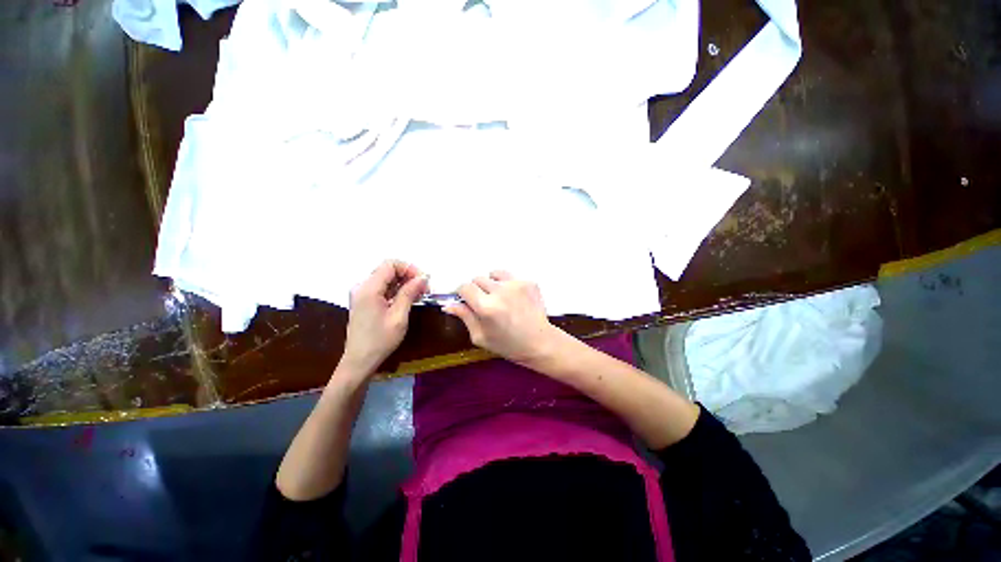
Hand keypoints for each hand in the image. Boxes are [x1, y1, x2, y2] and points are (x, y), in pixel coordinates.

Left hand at [341, 260, 427, 375]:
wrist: (359, 360)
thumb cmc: (380, 340)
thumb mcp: (399, 316)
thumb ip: (409, 293)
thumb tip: (423, 277)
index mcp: (368, 288)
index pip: (390, 264)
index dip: (409, 268)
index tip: (423, 280)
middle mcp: (362, 286)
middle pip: (388, 270)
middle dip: (408, 275)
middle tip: (424, 289)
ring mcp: (362, 293)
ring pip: (386, 278)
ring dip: (404, 283)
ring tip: (419, 294)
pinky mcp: (364, 300)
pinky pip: (382, 288)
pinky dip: (396, 290)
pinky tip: (408, 299)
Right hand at [443, 271, 563, 365]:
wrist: (540, 342)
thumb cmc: (508, 345)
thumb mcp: (481, 337)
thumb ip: (465, 317)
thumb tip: (449, 304)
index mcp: (486, 307)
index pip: (465, 287)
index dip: (462, 293)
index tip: (466, 300)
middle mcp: (500, 291)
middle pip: (478, 279)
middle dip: (477, 290)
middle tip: (485, 303)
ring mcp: (516, 284)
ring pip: (494, 274)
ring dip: (492, 284)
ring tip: (500, 298)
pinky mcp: (529, 282)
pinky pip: (510, 277)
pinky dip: (508, 285)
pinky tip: (514, 298)